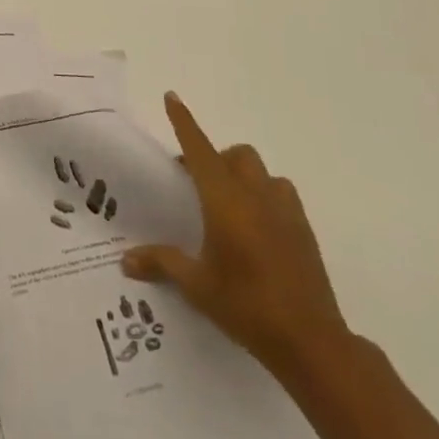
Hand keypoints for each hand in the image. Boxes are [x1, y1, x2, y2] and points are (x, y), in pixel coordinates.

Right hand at [123, 93, 348, 379]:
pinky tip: (257, 231)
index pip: (199, 149)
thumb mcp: (197, 286)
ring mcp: (285, 212)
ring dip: (244, 177)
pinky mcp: (305, 231)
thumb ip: (162, 263)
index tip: (172, 97)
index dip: (184, 122)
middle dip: (216, 159)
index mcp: (225, 200)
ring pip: (263, 173)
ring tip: (229, 207)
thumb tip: (126, 260)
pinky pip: (282, 197)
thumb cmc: (247, 306)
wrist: (312, 342)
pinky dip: (265, 199)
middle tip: (196, 186)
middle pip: (236, 155)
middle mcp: (256, 195)